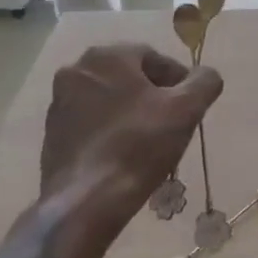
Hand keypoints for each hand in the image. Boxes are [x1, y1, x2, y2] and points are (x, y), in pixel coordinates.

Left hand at [40, 43, 221, 233]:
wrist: (86, 201)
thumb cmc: (138, 145)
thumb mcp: (186, 109)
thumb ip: (204, 82)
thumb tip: (206, 75)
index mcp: (106, 56)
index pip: (154, 58)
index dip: (178, 81)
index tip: (190, 106)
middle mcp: (77, 70)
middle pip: (129, 78)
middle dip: (153, 97)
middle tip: (172, 123)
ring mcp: (58, 103)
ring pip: (109, 100)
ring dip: (131, 114)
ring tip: (150, 143)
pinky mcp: (51, 134)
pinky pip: (91, 123)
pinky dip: (110, 132)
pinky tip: (124, 156)